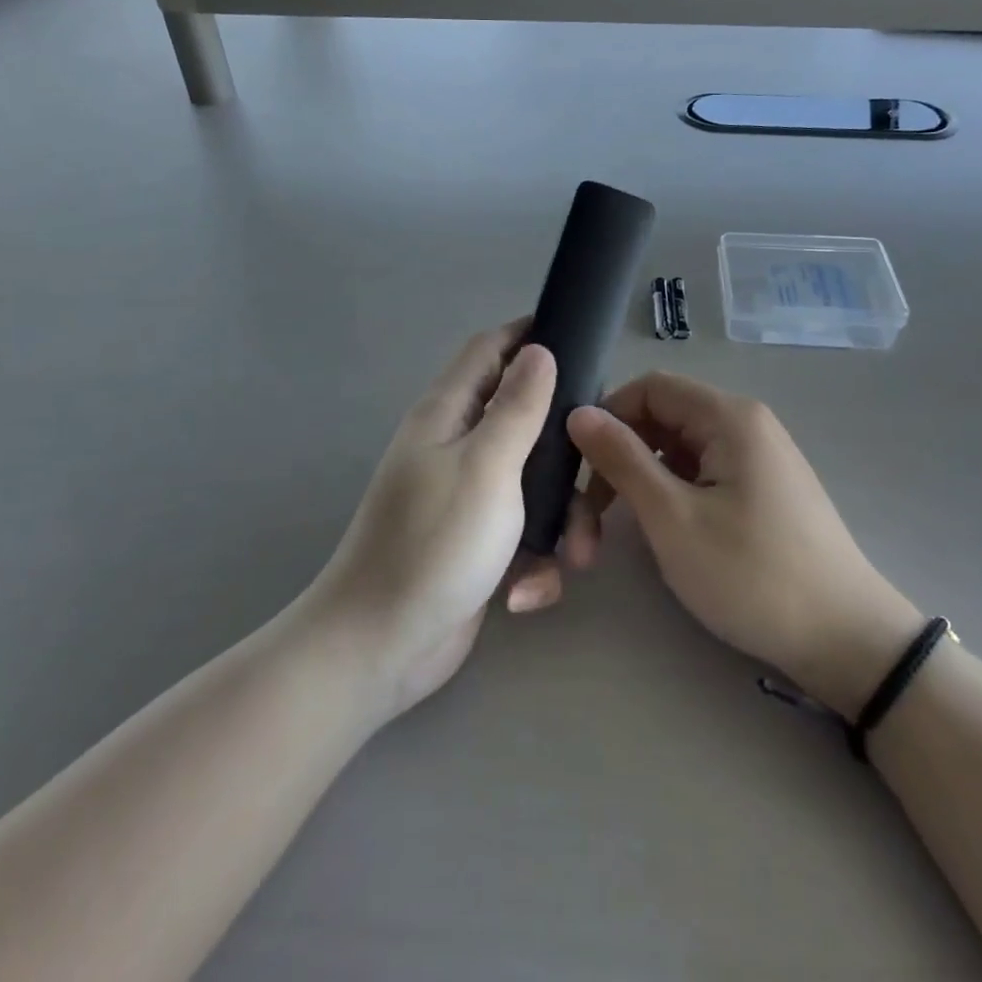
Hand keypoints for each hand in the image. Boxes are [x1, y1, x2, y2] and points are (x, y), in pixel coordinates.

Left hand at [303, 322, 556, 723]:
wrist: (380, 647)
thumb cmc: (434, 544)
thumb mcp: (486, 466)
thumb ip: (517, 406)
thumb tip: (538, 349)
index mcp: (448, 414)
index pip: (489, 349)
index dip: (529, 335)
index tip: (581, 342)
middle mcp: (456, 446)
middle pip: (523, 416)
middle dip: (564, 443)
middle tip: (601, 463)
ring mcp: (467, 497)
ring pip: (534, 481)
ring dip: (561, 515)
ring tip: (575, 554)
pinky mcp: (479, 543)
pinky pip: (524, 531)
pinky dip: (536, 557)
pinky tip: (528, 590)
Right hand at [566, 372, 923, 717]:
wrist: (847, 643)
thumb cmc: (752, 575)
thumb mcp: (673, 518)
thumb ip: (622, 459)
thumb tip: (578, 413)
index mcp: (729, 417)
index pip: (649, 387)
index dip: (608, 417)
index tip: (578, 464)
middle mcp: (745, 424)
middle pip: (662, 417)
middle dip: (619, 455)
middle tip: (588, 512)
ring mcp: (757, 457)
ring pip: (678, 449)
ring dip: (641, 480)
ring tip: (615, 530)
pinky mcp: (762, 490)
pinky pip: (701, 472)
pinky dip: (670, 493)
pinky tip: (660, 531)